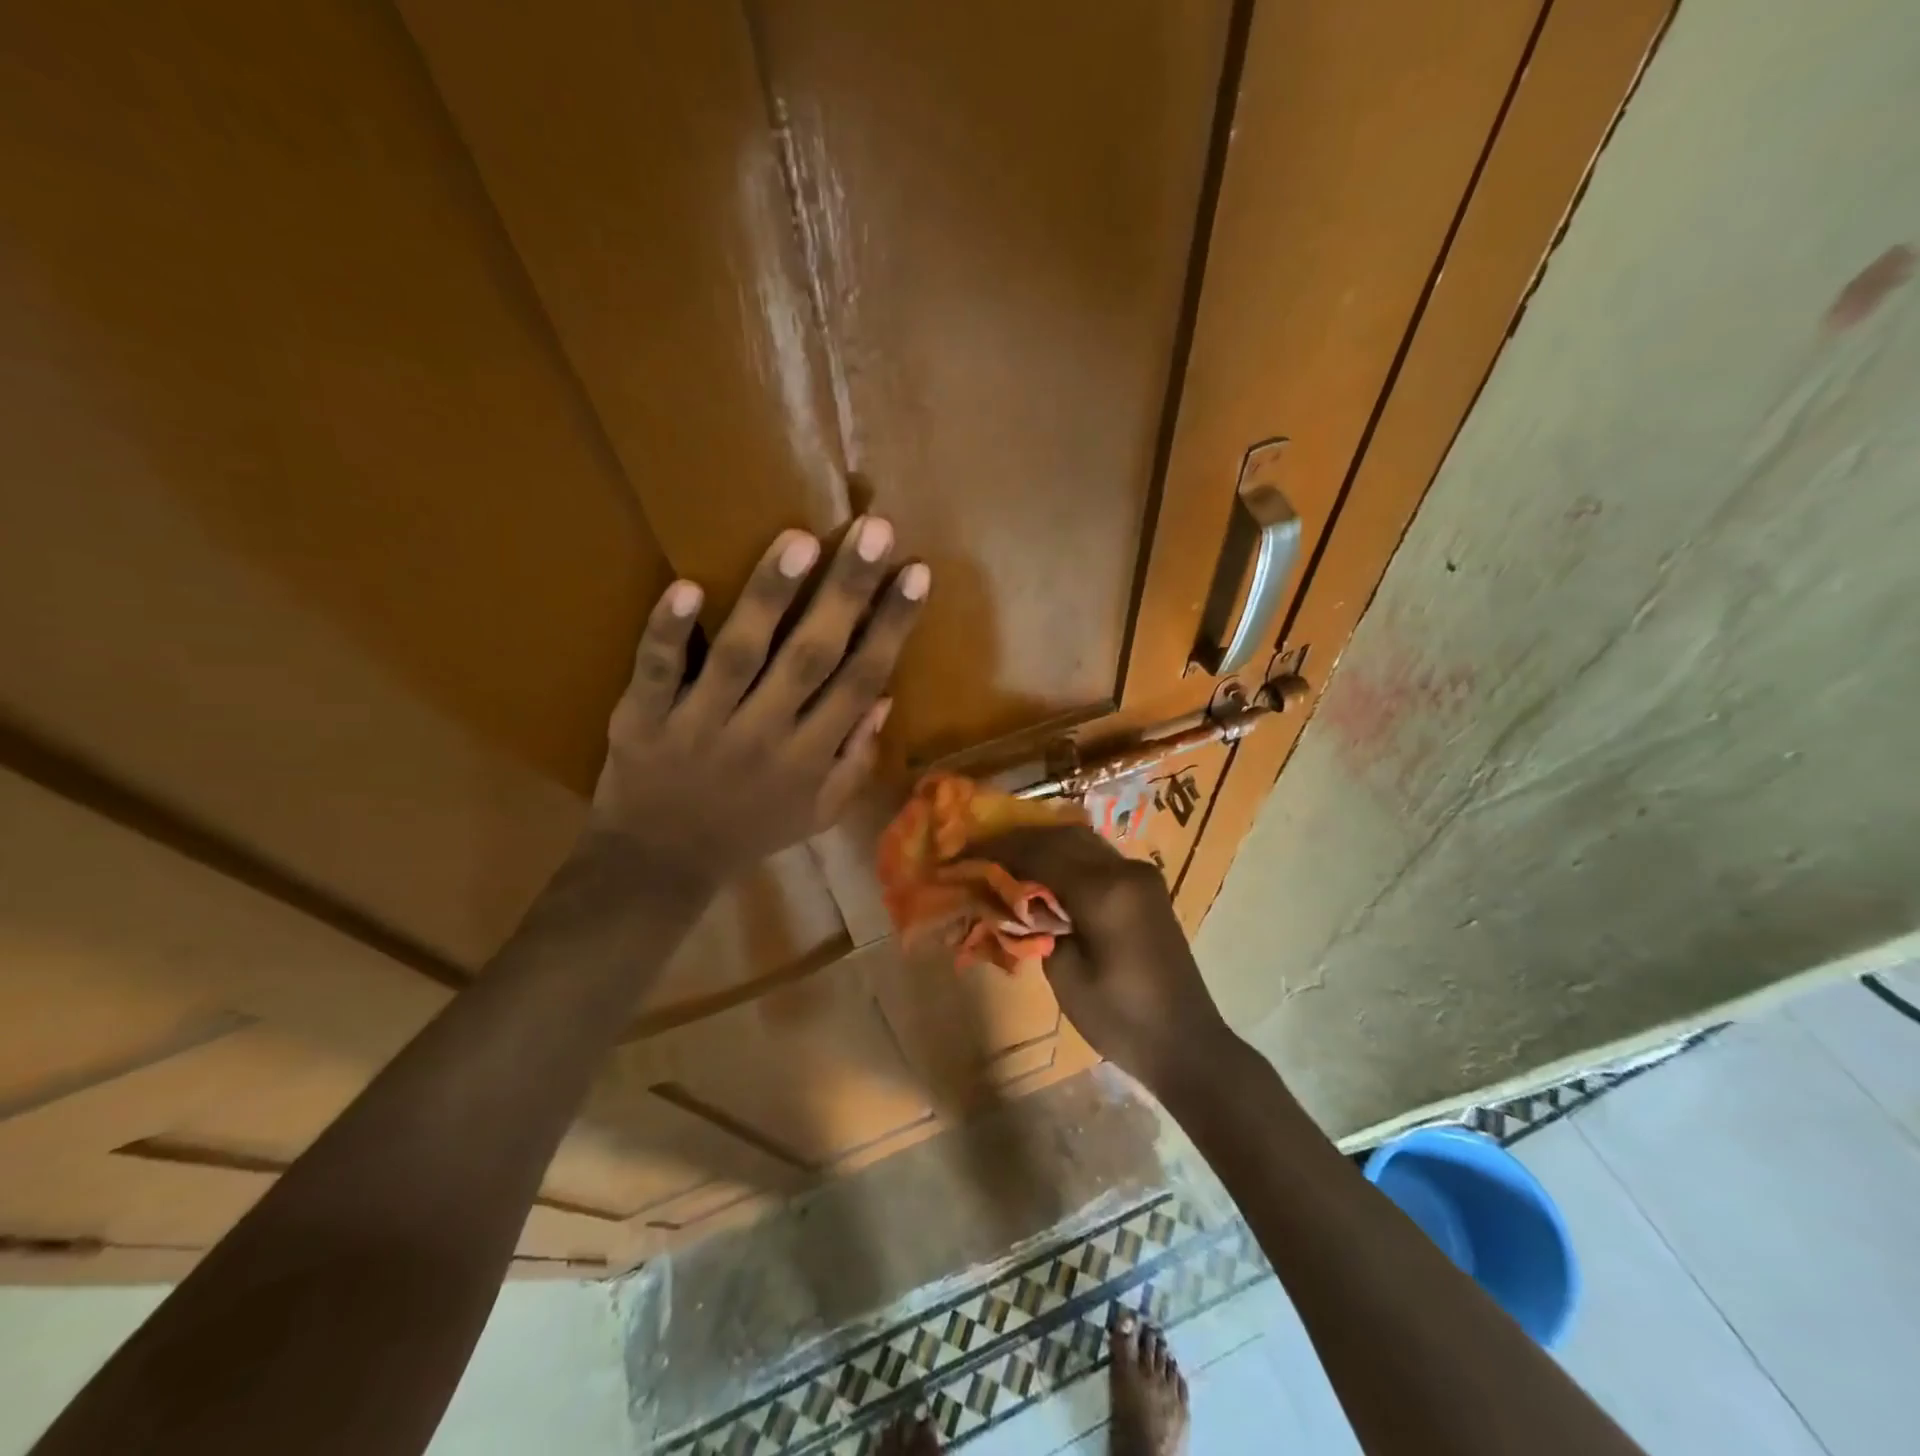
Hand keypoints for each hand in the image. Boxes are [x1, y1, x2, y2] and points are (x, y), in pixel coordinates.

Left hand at [590, 519, 927, 890]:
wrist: (659, 864)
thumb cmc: (749, 832)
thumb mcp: (818, 813)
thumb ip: (854, 759)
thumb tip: (885, 698)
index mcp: (809, 758)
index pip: (860, 681)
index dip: (891, 627)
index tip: (916, 574)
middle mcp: (763, 735)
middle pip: (812, 656)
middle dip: (847, 593)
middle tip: (875, 530)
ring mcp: (700, 724)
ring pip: (740, 654)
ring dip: (770, 597)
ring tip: (801, 540)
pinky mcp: (643, 719)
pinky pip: (656, 672)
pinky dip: (667, 633)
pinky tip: (687, 588)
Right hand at [976, 825, 1234, 1092]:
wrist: (1186, 1043)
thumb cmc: (1121, 1019)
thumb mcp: (1065, 976)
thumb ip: (1037, 926)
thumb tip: (1018, 900)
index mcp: (1104, 891)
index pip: (1040, 853)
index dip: (1000, 850)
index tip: (967, 851)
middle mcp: (1125, 870)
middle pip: (1062, 837)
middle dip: (1020, 841)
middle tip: (983, 851)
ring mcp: (1141, 875)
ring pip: (1081, 842)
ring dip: (1044, 845)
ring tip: (1007, 859)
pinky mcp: (1147, 887)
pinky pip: (1097, 858)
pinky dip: (1067, 858)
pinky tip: (1044, 872)